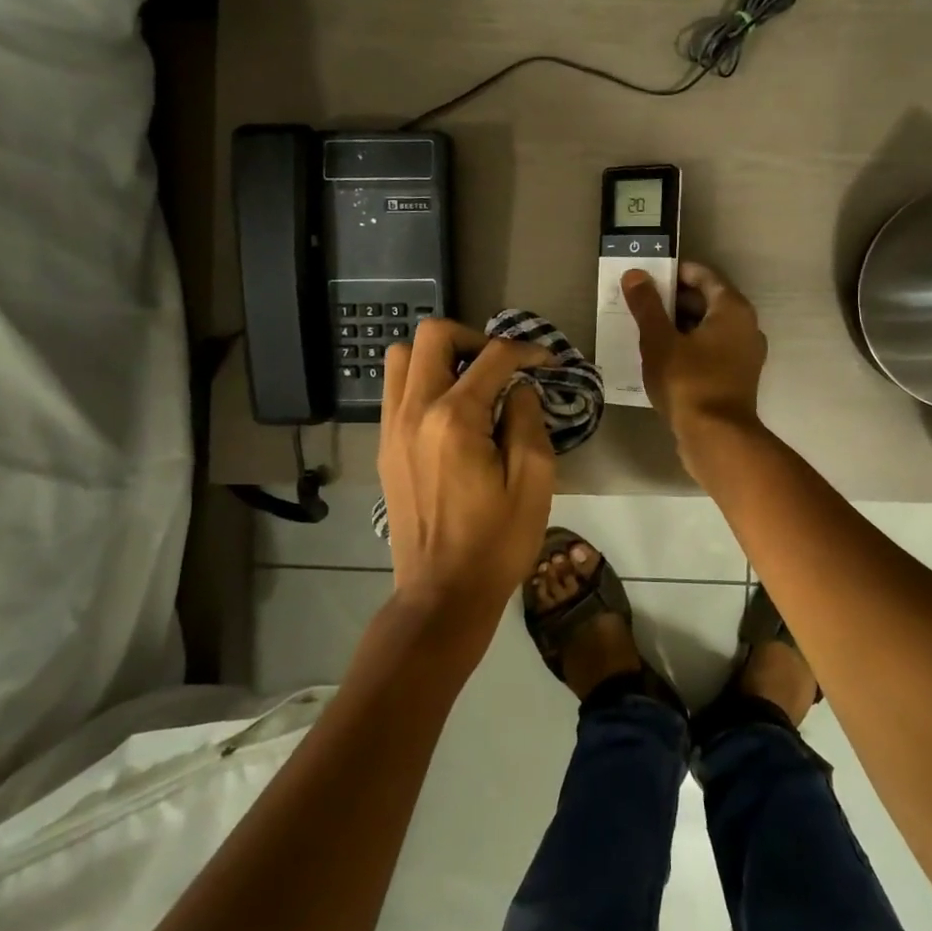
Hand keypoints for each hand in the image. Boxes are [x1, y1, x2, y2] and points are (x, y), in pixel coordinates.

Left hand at [378, 319, 555, 636]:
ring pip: (402, 356)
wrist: (441, 594)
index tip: (547, 362)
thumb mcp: (533, 482)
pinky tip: (451, 411)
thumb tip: (518, 388)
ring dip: (440, 355)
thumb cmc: (496, 543)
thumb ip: (528, 420)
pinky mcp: (384, 446)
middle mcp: (415, 411)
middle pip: (433, 335)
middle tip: (500, 365)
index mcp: (455, 419)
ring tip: (471, 381)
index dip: (526, 350)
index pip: (493, 356)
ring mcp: (392, 427)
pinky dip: (422, 380)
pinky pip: (396, 389)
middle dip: (473, 337)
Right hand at [621, 261, 767, 452]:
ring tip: (646, 329)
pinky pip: (711, 351)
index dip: (676, 273)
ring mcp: (745, 355)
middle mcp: (746, 327)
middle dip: (674, 300)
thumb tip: (635, 274)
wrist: (716, 437)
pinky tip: (663, 357)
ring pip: (709, 329)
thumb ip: (647, 305)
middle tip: (641, 303)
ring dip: (680, 325)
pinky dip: (689, 347)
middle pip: (708, 301)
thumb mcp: (659, 340)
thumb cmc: (688, 381)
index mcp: (733, 309)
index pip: (704, 276)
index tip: (648, 277)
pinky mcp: (737, 378)